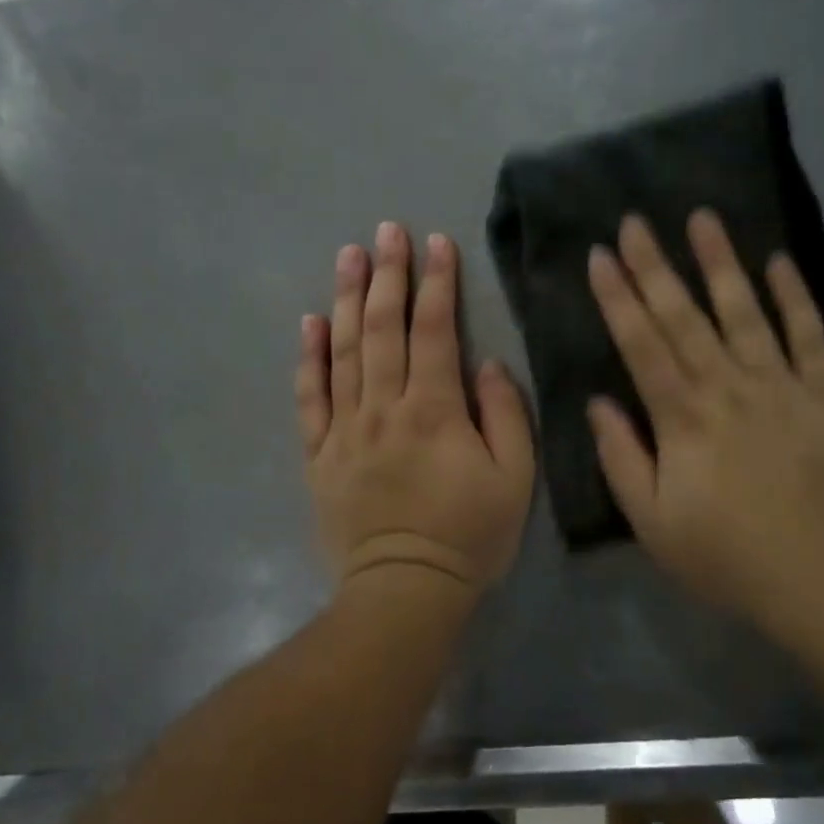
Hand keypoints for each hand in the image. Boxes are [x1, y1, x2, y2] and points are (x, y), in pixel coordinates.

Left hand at [298, 223, 534, 601]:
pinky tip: (310, 322)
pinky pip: (310, 398)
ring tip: (348, 255)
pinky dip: (309, 358)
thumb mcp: (514, 479)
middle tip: (386, 231)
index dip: (437, 283)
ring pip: (344, 351)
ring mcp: (345, 429)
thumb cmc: (468, 535)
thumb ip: (505, 414)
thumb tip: (485, 364)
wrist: (403, 592)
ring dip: (348, 299)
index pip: (433, 331)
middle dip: (388, 274)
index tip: (438, 243)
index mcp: (434, 410)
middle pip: (383, 328)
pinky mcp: (319, 454)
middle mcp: (383, 407)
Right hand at [585, 210, 823, 631]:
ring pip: (745, 312)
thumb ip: (622, 459)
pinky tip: (779, 262)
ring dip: (721, 263)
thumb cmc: (730, 558)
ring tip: (702, 217)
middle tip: (635, 220)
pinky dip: (795, 297)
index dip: (618, 298)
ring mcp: (784, 386)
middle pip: (685, 317)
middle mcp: (729, 388)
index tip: (601, 255)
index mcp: (683, 419)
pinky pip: (811, 336)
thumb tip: (598, 403)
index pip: (641, 345)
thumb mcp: (654, 525)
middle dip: (655, 266)